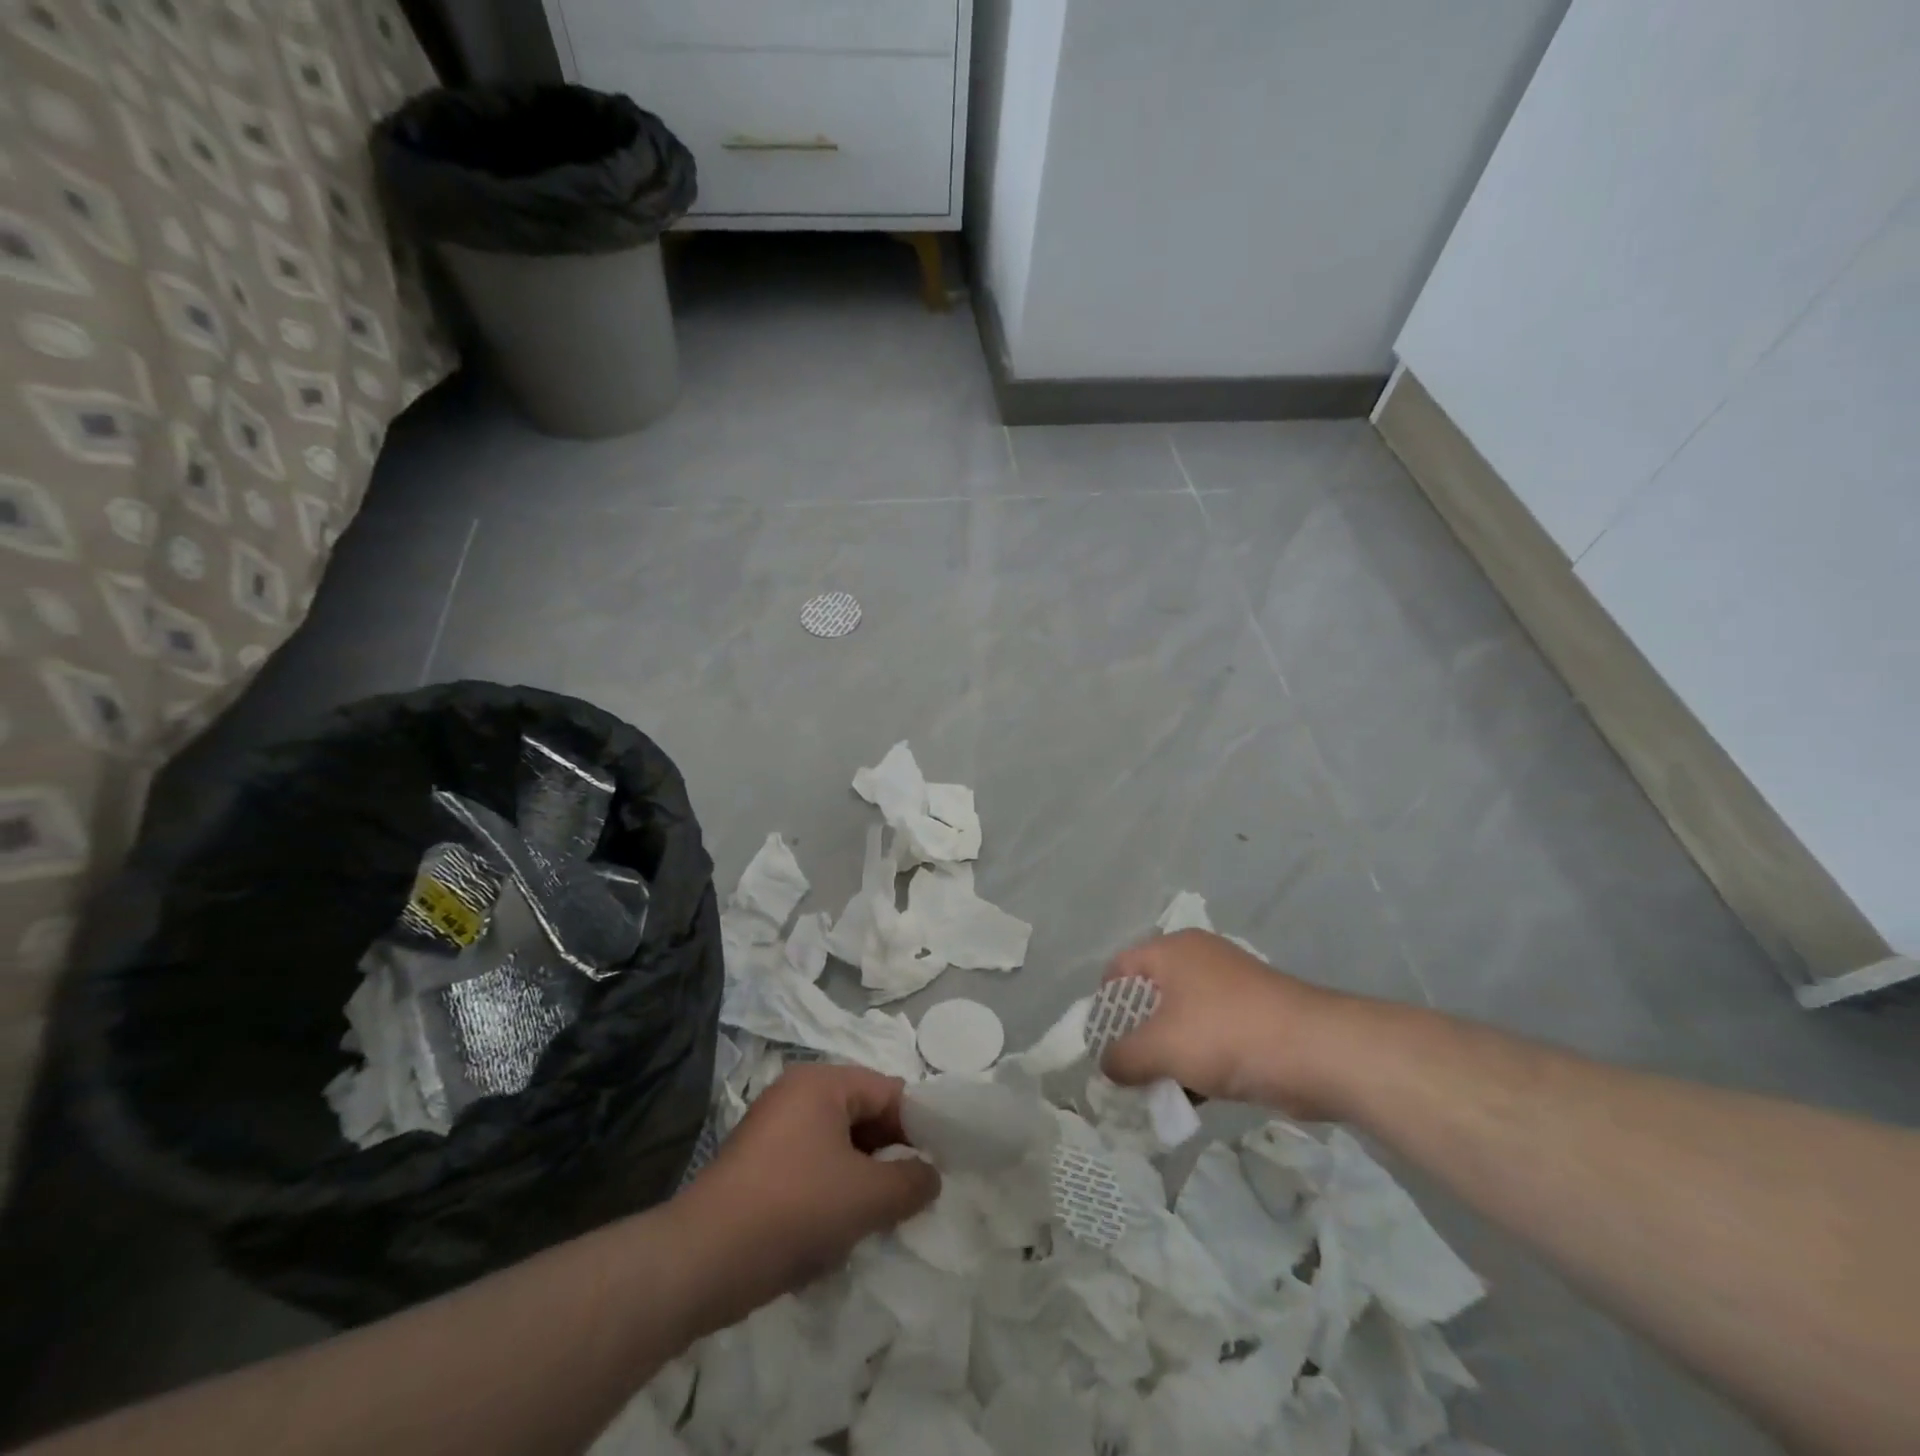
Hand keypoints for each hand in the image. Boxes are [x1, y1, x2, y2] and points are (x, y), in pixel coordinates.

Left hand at [669, 1063, 939, 1333]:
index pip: (888, 1091)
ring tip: (876, 1217)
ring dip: (861, 1177)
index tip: (935, 1168)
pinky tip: (836, 1229)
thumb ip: (911, 1182)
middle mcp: (796, 1093)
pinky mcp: (757, 1164)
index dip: (918, 1128)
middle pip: (862, 1115)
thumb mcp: (866, 1197)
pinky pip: (811, 1165)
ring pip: (837, 1144)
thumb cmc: (794, 1209)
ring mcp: (772, 1128)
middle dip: (888, 1155)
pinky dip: (831, 1190)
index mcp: (822, 1082)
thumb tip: (931, 1175)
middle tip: (910, 1196)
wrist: (701, 1261)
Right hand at [1099, 929, 1345, 1114]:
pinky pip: (1212, 1035)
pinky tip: (1193, 1096)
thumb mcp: (1162, 1047)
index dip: (1103, 1003)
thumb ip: (1124, 1057)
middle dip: (1135, 1034)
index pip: (1120, 967)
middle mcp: (1200, 959)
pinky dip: (1198, 1060)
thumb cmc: (1227, 1034)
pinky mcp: (1256, 1015)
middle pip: (1151, 994)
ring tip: (1156, 1090)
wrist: (1318, 1051)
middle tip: (1124, 1070)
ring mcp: (1231, 986)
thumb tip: (1108, 1065)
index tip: (1099, 1042)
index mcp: (1173, 950)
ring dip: (1168, 1053)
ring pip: (1183, 1018)